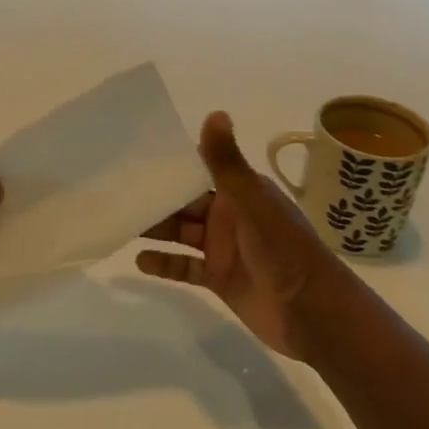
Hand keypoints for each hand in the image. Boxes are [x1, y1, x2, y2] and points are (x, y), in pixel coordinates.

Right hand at [137, 111, 363, 363]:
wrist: (313, 315)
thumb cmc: (285, 251)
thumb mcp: (253, 202)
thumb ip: (228, 163)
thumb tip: (214, 113)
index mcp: (241, 192)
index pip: (200, 169)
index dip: (171, 163)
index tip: (135, 154)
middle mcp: (229, 216)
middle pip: (184, 202)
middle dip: (155, 197)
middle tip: (115, 191)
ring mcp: (222, 248)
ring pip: (180, 232)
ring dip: (154, 228)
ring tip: (119, 221)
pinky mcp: (218, 278)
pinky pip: (184, 267)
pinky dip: (164, 264)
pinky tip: (139, 260)